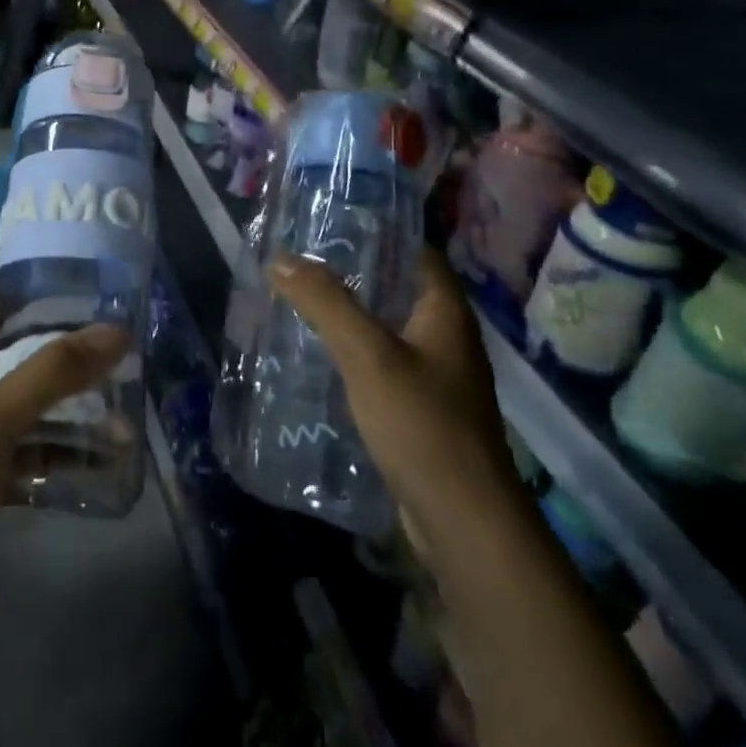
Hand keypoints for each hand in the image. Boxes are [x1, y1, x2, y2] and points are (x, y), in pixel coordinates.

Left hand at [0, 284, 127, 671]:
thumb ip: (54, 370)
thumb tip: (115, 330)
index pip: (2, 294)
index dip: (46, 283)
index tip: (100, 286)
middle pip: (26, 345)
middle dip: (75, 345)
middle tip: (128, 344)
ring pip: (35, 397)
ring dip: (77, 401)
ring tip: (129, 405)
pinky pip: (34, 444)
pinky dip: (65, 448)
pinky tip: (108, 459)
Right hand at [267, 247, 516, 530]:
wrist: (463, 521)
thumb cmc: (422, 423)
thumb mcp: (367, 355)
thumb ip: (325, 303)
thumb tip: (282, 258)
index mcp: (445, 312)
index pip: (416, 252)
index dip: (379, 233)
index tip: (332, 225)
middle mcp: (447, 338)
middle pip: (400, 290)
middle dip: (355, 276)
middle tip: (303, 264)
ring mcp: (438, 378)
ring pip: (390, 331)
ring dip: (353, 318)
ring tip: (302, 305)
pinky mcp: (423, 411)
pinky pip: (386, 368)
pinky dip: (356, 356)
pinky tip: (321, 360)